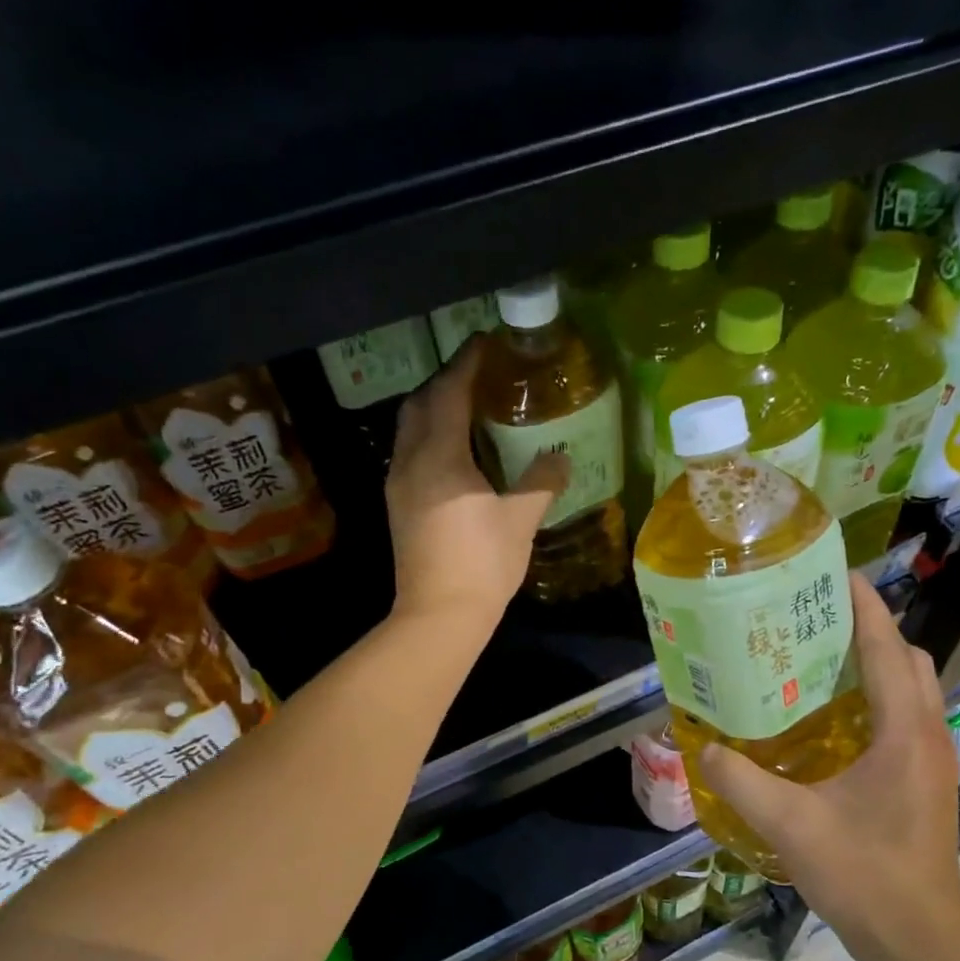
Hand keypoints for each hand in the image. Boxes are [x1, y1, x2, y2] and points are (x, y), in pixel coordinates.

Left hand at [386, 336, 568, 632]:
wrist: (438, 615)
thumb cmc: (481, 564)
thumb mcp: (520, 520)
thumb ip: (541, 483)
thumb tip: (560, 460)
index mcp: (439, 458)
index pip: (447, 393)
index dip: (467, 365)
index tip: (487, 344)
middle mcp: (410, 463)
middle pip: (419, 405)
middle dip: (445, 382)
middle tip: (479, 377)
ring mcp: (399, 486)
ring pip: (410, 430)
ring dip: (434, 410)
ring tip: (469, 410)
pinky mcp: (399, 507)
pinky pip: (411, 454)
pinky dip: (431, 438)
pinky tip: (456, 454)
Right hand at [697, 574, 959, 959]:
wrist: (918, 940)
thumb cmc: (864, 876)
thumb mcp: (791, 826)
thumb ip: (743, 782)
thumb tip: (704, 749)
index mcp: (905, 731)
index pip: (888, 647)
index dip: (866, 605)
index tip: (836, 572)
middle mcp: (928, 734)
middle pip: (908, 659)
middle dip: (870, 629)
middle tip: (815, 622)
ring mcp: (933, 758)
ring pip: (913, 688)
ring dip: (877, 663)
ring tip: (820, 660)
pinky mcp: (926, 780)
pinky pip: (907, 716)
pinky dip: (878, 697)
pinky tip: (833, 719)